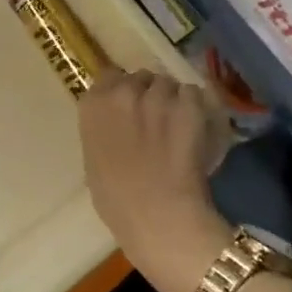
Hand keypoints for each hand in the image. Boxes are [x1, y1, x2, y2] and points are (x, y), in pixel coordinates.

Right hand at [78, 70, 231, 291]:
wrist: (156, 215)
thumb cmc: (116, 200)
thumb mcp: (93, 160)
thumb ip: (103, 131)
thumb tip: (116, 127)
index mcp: (93, 105)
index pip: (109, 76)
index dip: (123, 91)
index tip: (130, 107)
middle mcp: (123, 91)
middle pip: (142, 78)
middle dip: (149, 93)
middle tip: (157, 120)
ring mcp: (157, 96)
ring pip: (170, 85)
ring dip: (175, 100)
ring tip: (180, 126)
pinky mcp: (189, 106)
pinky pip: (195, 95)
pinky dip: (198, 109)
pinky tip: (197, 130)